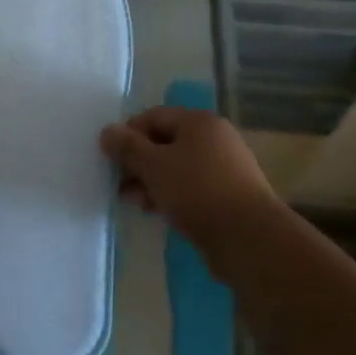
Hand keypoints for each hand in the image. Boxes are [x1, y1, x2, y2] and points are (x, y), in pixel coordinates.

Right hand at [100, 107, 277, 256]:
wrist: (248, 237)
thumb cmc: (197, 191)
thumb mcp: (154, 166)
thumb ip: (127, 147)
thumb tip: (107, 131)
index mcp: (199, 122)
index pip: (153, 116)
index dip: (128, 134)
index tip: (111, 159)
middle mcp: (214, 138)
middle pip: (165, 142)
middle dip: (139, 163)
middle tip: (120, 185)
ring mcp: (224, 167)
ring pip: (177, 167)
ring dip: (152, 181)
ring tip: (137, 203)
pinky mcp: (228, 194)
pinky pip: (191, 186)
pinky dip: (171, 194)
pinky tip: (158, 211)